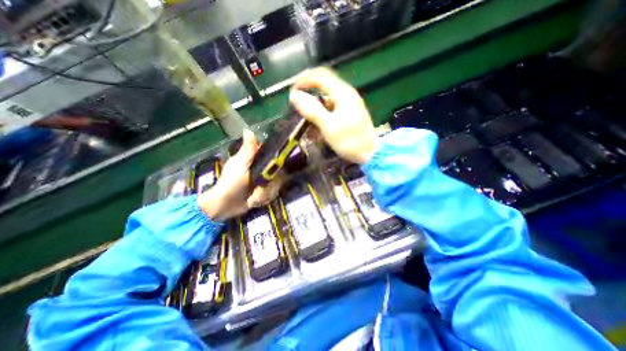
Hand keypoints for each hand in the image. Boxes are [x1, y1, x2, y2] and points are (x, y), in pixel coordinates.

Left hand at [197, 131, 283, 220]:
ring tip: (252, 198)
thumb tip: (248, 130)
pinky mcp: (265, 191)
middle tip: (258, 190)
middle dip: (269, 186)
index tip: (274, 171)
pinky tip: (253, 201)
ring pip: (276, 186)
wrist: (224, 206)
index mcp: (256, 160)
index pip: (274, 156)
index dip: (278, 162)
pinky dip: (263, 199)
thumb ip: (248, 151)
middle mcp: (263, 168)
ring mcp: (264, 181)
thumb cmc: (230, 183)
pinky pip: (273, 194)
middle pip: (279, 174)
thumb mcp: (240, 166)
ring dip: (264, 194)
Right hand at [290, 67, 375, 164]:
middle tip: (296, 104)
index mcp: (343, 93)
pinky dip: (321, 116)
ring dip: (314, 107)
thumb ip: (312, 110)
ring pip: (326, 99)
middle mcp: (346, 95)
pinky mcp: (348, 114)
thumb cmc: (350, 141)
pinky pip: (331, 110)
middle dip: (308, 93)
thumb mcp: (329, 126)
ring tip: (305, 121)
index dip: (304, 80)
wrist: (371, 154)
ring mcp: (348, 105)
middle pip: (323, 85)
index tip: (292, 92)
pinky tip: (315, 129)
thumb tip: (294, 96)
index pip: (320, 76)